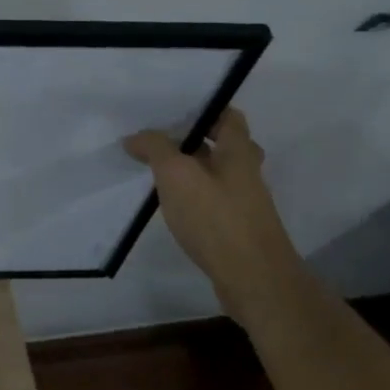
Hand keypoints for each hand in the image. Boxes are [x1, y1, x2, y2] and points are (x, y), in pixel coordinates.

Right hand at [123, 108, 298, 292]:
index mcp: (239, 151)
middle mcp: (247, 173)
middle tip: (160, 140)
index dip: (205, 109)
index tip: (174, 109)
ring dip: (191, 170)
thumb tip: (135, 137)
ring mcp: (245, 203)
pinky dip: (194, 197)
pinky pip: (213, 201)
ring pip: (217, 175)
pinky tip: (172, 205)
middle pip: (223, 146)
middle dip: (194, 141)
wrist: (254, 280)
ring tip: (156, 170)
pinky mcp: (238, 229)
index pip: (229, 116)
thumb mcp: (176, 174)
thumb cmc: (216, 218)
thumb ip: (155, 148)